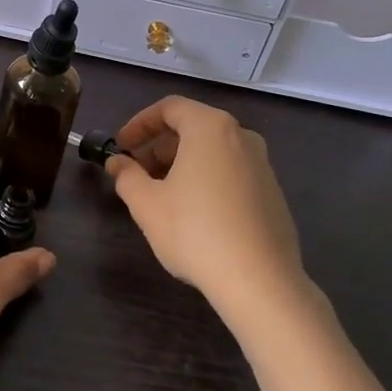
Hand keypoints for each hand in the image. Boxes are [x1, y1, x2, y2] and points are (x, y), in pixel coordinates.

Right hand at [104, 97, 307, 312]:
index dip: (139, 124)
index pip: (169, 108)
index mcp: (210, 128)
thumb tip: (117, 163)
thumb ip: (126, 176)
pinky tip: (194, 214)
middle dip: (159, 146)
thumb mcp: (147, 203)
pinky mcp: (274, 194)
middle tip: (137, 172)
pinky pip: (232, 173)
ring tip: (162, 195)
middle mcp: (242, 137)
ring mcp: (263, 165)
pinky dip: (207, 180)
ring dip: (182, 164)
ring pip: (213, 151)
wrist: (260, 282)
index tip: (121, 146)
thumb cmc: (195, 232)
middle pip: (193, 127)